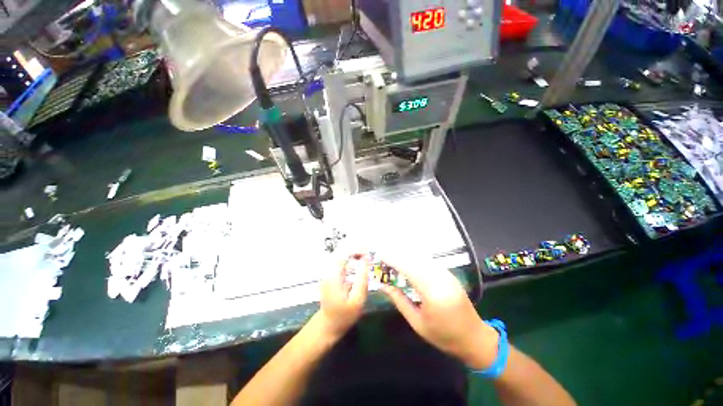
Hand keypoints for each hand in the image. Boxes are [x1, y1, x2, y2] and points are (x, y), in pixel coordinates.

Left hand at [318, 253, 368, 339]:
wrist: (328, 325)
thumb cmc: (344, 315)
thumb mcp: (357, 300)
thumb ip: (362, 279)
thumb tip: (367, 260)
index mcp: (333, 275)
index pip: (344, 253)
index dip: (356, 248)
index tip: (369, 250)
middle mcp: (328, 270)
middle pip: (342, 251)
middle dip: (356, 248)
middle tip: (369, 251)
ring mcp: (328, 272)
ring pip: (341, 254)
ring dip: (354, 252)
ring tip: (367, 255)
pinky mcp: (331, 274)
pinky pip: (341, 261)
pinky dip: (351, 258)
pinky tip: (359, 261)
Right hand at [380, 253, 499, 369]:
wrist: (474, 338)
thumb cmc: (444, 336)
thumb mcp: (417, 323)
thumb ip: (399, 300)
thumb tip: (383, 284)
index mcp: (433, 292)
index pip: (408, 268)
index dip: (392, 258)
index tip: (379, 254)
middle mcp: (441, 278)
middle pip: (414, 258)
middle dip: (396, 253)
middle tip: (381, 252)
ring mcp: (446, 273)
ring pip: (421, 256)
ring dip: (405, 253)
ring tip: (390, 254)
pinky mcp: (448, 273)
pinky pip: (428, 260)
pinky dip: (414, 257)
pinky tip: (405, 259)